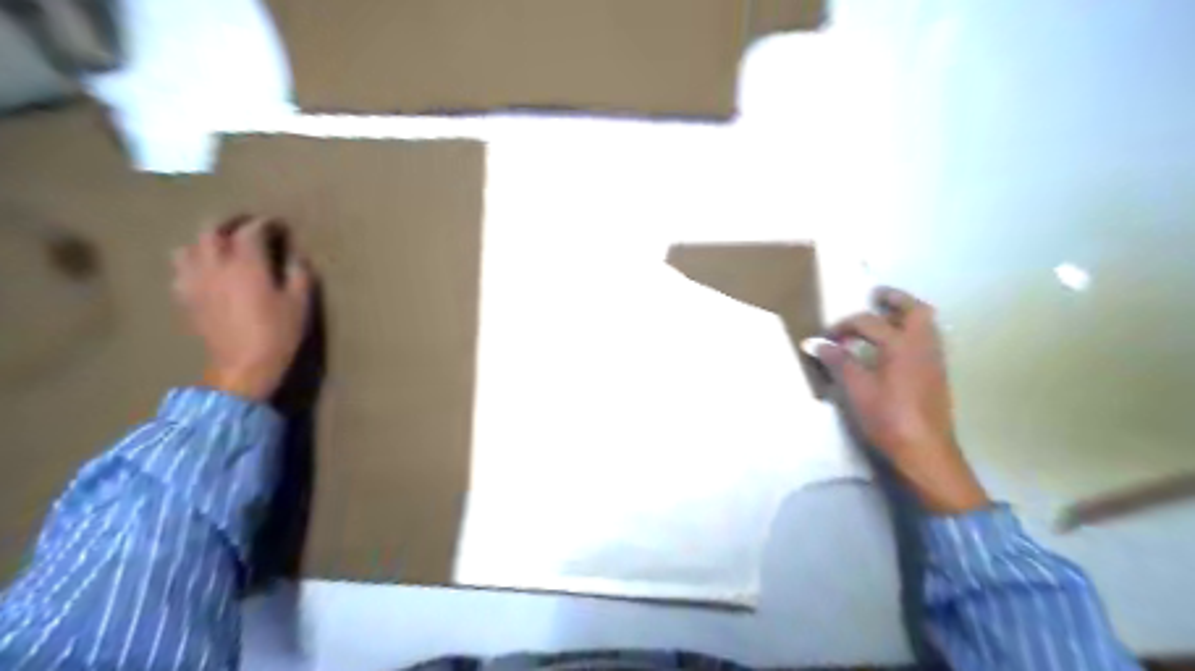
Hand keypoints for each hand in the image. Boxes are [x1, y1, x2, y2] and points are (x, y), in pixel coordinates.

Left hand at [173, 217, 313, 400]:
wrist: (243, 365)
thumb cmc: (278, 333)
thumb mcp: (300, 303)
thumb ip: (298, 274)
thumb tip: (294, 257)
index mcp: (247, 263)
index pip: (251, 230)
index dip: (265, 224)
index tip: (278, 226)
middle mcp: (216, 265)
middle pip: (212, 229)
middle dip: (229, 222)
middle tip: (246, 225)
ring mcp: (195, 280)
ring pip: (189, 247)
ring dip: (205, 241)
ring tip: (221, 246)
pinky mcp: (186, 298)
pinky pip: (180, 270)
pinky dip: (192, 263)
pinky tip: (204, 271)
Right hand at [812, 286, 989, 513]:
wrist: (926, 451)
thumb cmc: (888, 418)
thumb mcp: (856, 389)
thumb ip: (838, 361)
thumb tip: (814, 342)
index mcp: (901, 345)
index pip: (868, 322)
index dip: (844, 325)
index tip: (826, 337)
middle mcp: (923, 345)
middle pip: (915, 310)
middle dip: (895, 299)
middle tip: (874, 297)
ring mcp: (934, 359)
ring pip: (926, 324)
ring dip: (906, 315)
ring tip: (883, 319)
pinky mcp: (937, 374)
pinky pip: (928, 340)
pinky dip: (912, 333)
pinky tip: (893, 348)